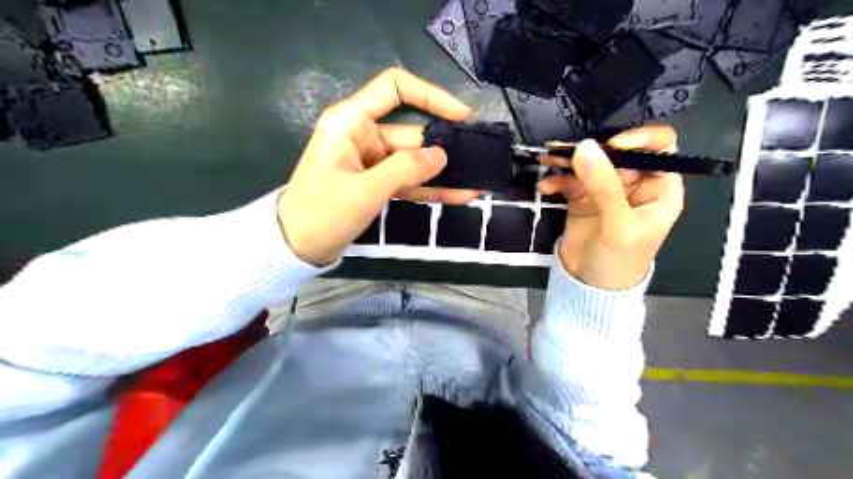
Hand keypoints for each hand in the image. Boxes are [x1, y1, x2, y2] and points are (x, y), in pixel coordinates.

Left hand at [278, 67, 477, 264]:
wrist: (296, 248)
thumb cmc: (322, 213)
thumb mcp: (366, 190)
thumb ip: (406, 169)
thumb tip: (441, 156)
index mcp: (351, 122)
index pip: (395, 89)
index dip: (431, 96)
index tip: (461, 116)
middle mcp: (363, 135)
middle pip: (412, 132)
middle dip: (445, 148)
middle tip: (480, 161)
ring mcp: (371, 161)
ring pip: (414, 161)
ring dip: (442, 174)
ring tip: (477, 184)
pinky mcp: (376, 183)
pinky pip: (408, 181)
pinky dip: (430, 189)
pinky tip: (459, 196)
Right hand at [538, 126, 683, 290]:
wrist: (590, 288)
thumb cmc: (619, 261)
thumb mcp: (618, 225)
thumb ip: (604, 187)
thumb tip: (585, 147)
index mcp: (658, 188)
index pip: (658, 148)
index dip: (638, 140)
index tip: (611, 145)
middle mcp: (633, 184)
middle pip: (615, 153)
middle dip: (591, 150)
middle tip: (565, 151)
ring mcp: (605, 190)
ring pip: (589, 164)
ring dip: (567, 161)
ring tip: (547, 159)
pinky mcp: (582, 198)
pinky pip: (569, 180)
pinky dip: (556, 180)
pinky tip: (545, 187)